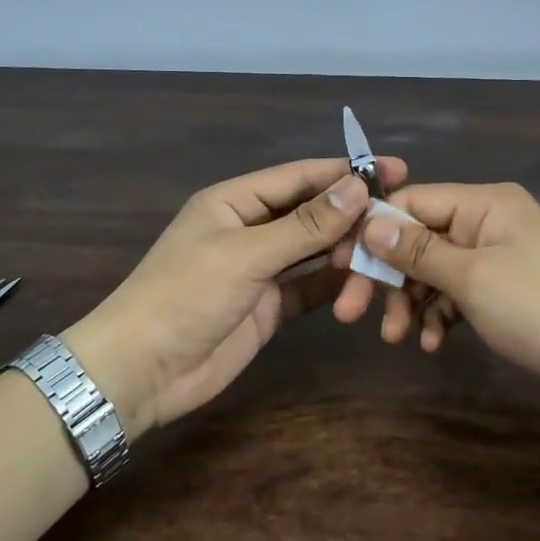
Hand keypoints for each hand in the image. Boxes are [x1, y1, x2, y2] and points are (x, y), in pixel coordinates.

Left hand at [61, 156, 406, 435]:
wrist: (141, 371)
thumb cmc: (185, 296)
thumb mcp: (246, 255)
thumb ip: (305, 225)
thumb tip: (358, 188)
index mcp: (235, 201)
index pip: (300, 177)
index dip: (347, 171)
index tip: (396, 169)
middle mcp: (250, 229)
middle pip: (312, 213)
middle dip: (352, 216)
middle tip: (398, 223)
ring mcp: (260, 270)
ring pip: (315, 251)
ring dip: (347, 254)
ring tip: (382, 261)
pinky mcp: (268, 307)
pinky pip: (309, 287)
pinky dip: (334, 285)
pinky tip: (363, 286)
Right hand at [336, 182, 539, 418]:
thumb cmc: (537, 310)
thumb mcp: (471, 278)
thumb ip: (416, 250)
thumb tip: (368, 221)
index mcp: (486, 203)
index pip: (413, 201)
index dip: (373, 230)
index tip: (339, 265)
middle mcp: (489, 222)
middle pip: (419, 238)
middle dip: (388, 276)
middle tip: (351, 312)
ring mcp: (497, 257)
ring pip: (434, 270)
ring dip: (411, 301)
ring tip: (395, 337)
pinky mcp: (503, 291)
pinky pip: (457, 293)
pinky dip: (440, 315)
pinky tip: (433, 343)